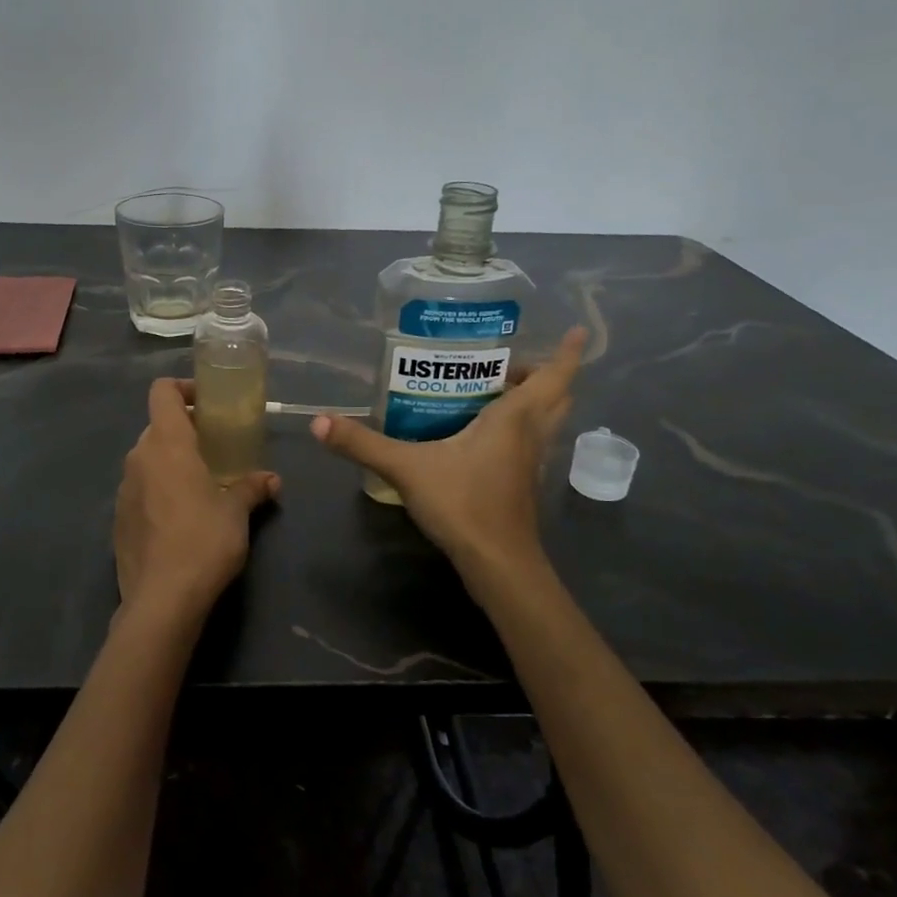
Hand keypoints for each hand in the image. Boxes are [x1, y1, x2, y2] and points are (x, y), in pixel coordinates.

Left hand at [113, 377, 280, 632]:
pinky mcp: (118, 519)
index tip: (208, 403)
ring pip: (147, 459)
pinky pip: (140, 489)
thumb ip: (252, 487)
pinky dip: (158, 489)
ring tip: (201, 483)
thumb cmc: (204, 541)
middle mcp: (139, 458)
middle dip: (184, 430)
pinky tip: (181, 517)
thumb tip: (272, 480)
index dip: (183, 388)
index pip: (162, 392)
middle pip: (157, 426)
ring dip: (171, 461)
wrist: (162, 600)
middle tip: (214, 447)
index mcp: (167, 444)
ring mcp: (124, 489)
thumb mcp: (237, 512)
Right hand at [312, 327, 586, 599]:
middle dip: (543, 374)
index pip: (554, 377)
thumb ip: (363, 443)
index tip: (577, 331)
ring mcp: (530, 463)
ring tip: (495, 389)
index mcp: (515, 419)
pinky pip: (530, 444)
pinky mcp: (522, 484)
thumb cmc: (464, 504)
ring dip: (533, 402)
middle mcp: (531, 435)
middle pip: (555, 397)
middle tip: (511, 362)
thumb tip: (319, 421)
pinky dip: (520, 429)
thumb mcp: (407, 468)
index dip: (567, 353)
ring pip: (546, 422)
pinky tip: (483, 435)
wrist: (497, 564)